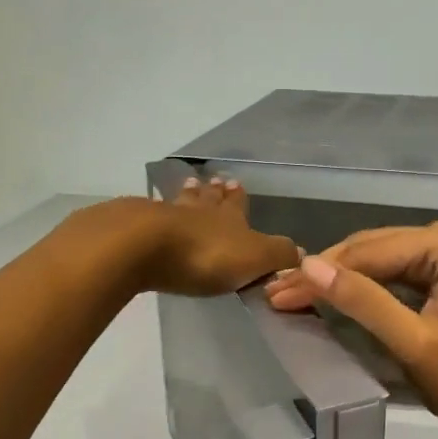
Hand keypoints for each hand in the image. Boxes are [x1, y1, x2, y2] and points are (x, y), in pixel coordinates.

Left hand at [124, 176, 299, 296]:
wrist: (145, 246)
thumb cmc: (206, 254)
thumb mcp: (255, 257)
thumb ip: (279, 254)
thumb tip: (301, 252)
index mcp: (230, 218)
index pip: (238, 204)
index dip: (239, 197)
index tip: (238, 183)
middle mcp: (199, 211)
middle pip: (208, 198)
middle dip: (214, 192)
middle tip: (214, 181)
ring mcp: (165, 216)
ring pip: (181, 202)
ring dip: (188, 196)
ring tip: (190, 185)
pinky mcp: (136, 227)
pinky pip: (151, 214)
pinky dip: (156, 211)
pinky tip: (152, 210)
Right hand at [265, 220, 437, 438]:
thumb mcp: (411, 342)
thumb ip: (363, 301)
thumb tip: (308, 266)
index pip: (371, 252)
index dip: (321, 272)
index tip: (277, 290)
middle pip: (372, 249)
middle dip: (324, 272)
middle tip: (276, 292)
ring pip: (377, 257)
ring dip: (337, 277)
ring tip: (292, 291)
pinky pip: (391, 269)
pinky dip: (360, 284)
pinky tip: (329, 291)